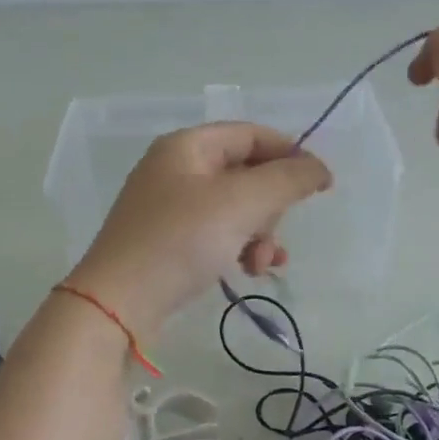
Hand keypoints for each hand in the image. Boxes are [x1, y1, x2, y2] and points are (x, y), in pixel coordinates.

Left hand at [64, 123, 331, 338]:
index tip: (321, 185)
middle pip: (246, 173)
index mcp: (188, 146)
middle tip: (273, 233)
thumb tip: (318, 168)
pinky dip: (239, 247)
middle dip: (271, 206)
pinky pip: (218, 232)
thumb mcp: (241, 203)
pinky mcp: (168, 240)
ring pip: (236, 208)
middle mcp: (176, 169)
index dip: (290, 154)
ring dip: (259, 233)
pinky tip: (249, 271)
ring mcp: (170, 206)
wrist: (117, 304)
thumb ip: (287, 179)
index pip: (252, 134)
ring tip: (262, 263)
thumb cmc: (180, 241)